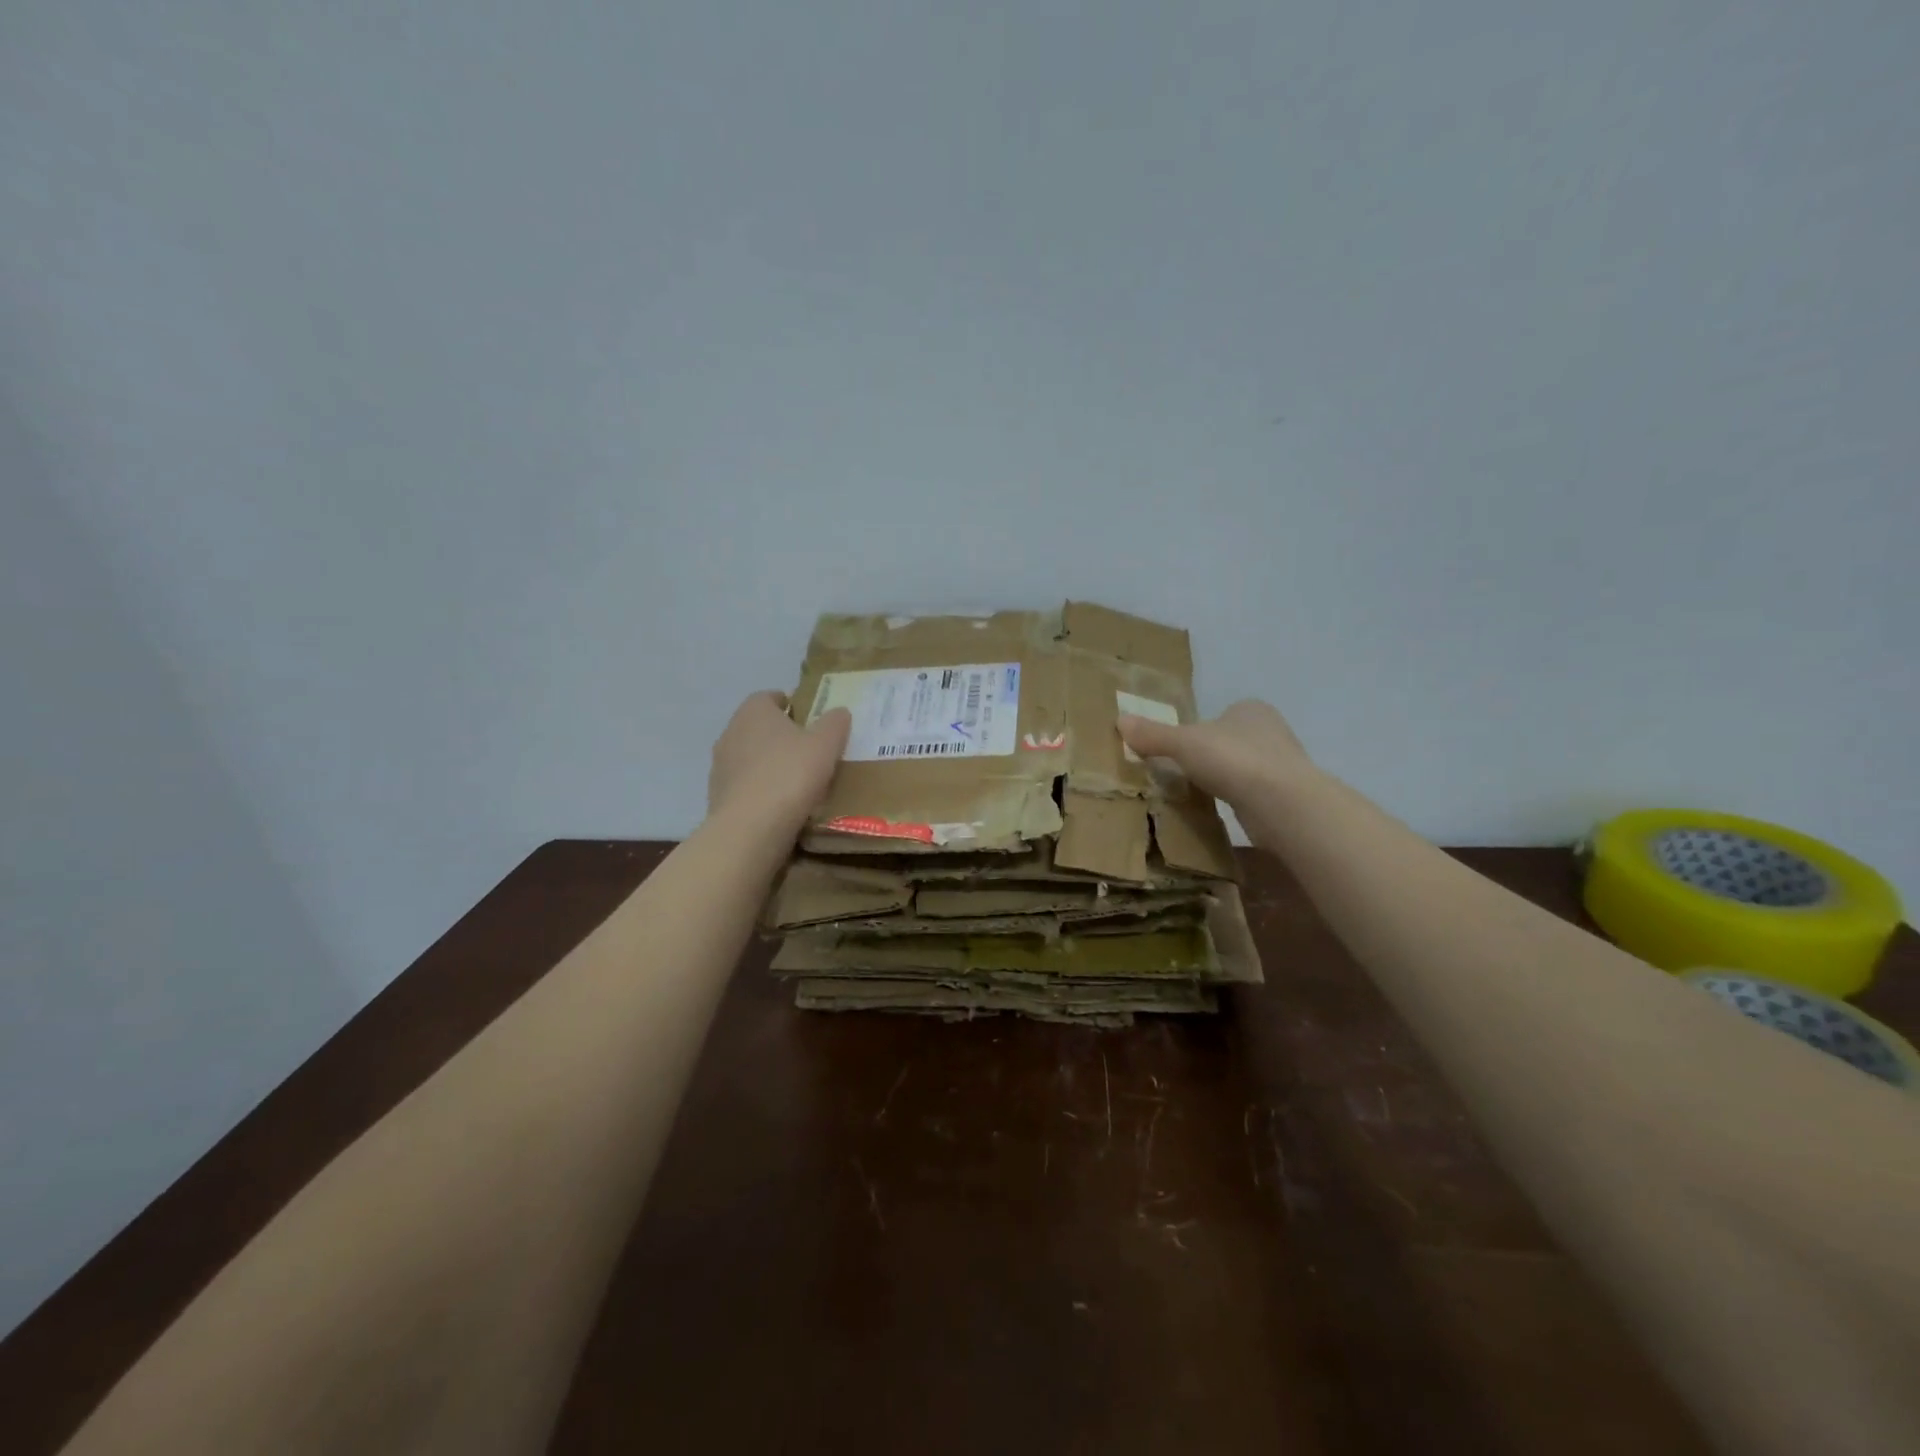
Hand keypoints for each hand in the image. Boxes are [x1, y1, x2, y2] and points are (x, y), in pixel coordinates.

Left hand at [708, 692, 851, 827]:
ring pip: (750, 757)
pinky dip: (760, 790)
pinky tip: (780, 805)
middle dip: (780, 736)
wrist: (750, 828)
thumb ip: (834, 723)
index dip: (790, 705)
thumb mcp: (826, 744)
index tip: (809, 719)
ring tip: (796, 781)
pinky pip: (745, 786)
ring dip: (769, 764)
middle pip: (758, 727)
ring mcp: (720, 766)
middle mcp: (731, 732)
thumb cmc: (790, 774)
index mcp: (754, 711)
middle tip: (809, 750)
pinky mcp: (718, 796)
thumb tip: (838, 712)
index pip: (769, 697)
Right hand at [1117, 699, 1310, 809]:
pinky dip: (1235, 802)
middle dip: (1211, 757)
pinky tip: (1219, 813)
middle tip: (1182, 774)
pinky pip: (1252, 796)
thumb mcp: (1183, 743)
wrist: (1281, 803)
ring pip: (1243, 770)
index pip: (1221, 715)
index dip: (1199, 730)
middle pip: (1231, 742)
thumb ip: (1153, 734)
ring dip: (1224, 781)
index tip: (1180, 750)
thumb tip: (1120, 720)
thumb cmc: (1233, 759)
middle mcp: (1272, 732)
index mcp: (1251, 710)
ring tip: (1197, 795)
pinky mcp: (1285, 798)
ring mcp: (1283, 766)